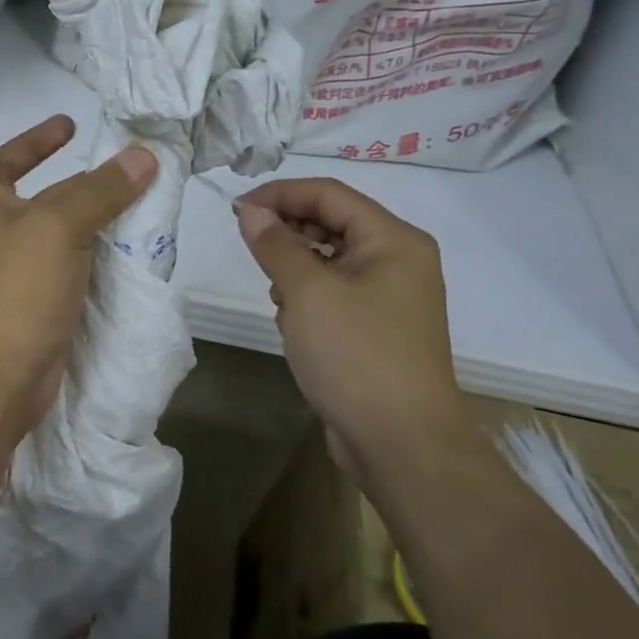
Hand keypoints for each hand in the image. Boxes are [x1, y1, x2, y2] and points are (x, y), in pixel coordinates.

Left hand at [0, 103, 156, 443]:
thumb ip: (100, 190)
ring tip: (109, 181)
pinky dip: (74, 237)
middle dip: (33, 151)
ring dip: (64, 197)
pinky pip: (49, 254)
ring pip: (31, 217)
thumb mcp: (56, 228)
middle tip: (72, 130)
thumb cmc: (7, 290)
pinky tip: (111, 233)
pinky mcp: (20, 297)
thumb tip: (143, 156)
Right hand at [234, 179, 465, 488]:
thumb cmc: (356, 355)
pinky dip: (309, 295)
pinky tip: (292, 321)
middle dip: (288, 231)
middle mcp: (399, 260)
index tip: (236, 210)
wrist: (402, 443)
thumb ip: (275, 244)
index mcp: (394, 240)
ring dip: (296, 267)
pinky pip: (336, 291)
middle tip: (249, 247)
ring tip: (276, 295)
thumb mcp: (306, 292)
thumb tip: (250, 210)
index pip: (329, 194)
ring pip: (331, 259)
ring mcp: (391, 296)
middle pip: (333, 223)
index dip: (280, 194)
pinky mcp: (378, 327)